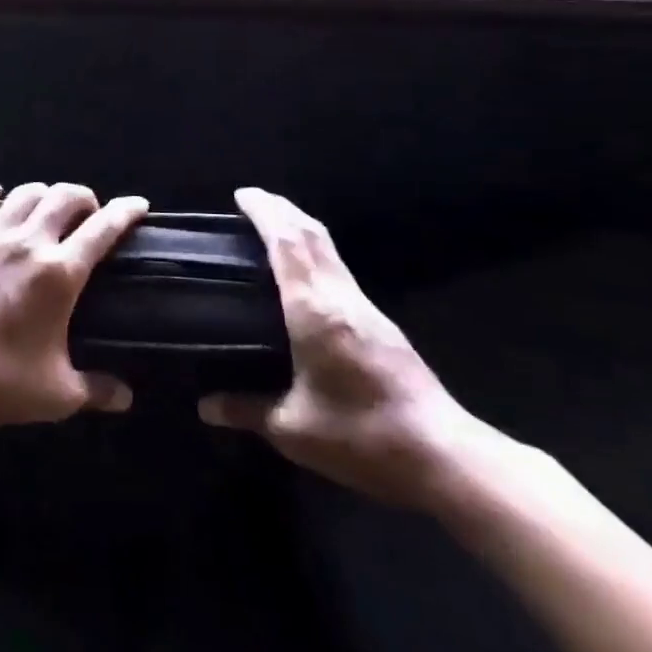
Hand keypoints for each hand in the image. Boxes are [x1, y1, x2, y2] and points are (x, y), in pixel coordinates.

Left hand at [0, 180, 148, 428]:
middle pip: (65, 196)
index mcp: (59, 274)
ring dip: (44, 194)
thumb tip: (127, 398)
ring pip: (25, 192)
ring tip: (47, 209)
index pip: (103, 229)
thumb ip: (97, 390)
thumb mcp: (57, 395)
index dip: (126, 212)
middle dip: (85, 198)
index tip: (139, 204)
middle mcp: (27, 243)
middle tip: (89, 215)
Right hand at [200, 187, 492, 511]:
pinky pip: (339, 272)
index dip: (265, 213)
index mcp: (315, 311)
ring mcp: (366, 309)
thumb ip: (247, 410)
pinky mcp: (381, 325)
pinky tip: (302, 275)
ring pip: (330, 251)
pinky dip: (315, 255)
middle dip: (283, 210)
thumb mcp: (293, 430)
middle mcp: (341, 298)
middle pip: (313, 236)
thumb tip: (206, 406)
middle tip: (252, 202)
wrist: (445, 456)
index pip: (288, 244)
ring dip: (301, 230)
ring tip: (272, 230)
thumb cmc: (362, 437)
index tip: (242, 195)